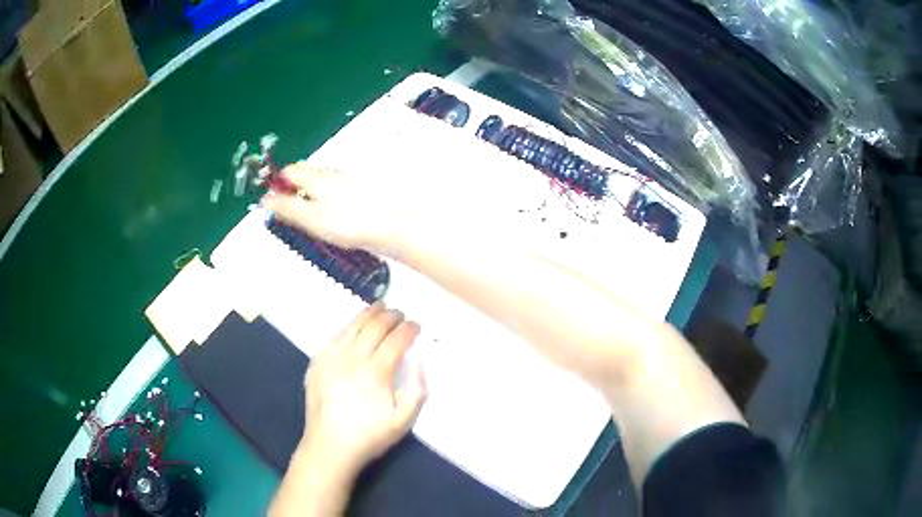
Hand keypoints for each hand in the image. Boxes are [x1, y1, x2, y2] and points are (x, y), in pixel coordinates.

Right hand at [261, 162, 396, 251]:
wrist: (389, 227)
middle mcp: (333, 175)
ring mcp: (348, 183)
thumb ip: (287, 207)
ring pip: (321, 184)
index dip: (277, 183)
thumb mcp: (310, 218)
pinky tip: (330, 219)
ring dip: (310, 196)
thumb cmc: (352, 222)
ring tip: (307, 218)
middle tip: (286, 209)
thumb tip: (267, 200)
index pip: (289, 171)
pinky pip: (335, 194)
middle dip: (292, 189)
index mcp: (318, 178)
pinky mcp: (359, 195)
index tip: (272, 199)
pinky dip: (326, 203)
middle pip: (305, 175)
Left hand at [299, 302, 426, 477]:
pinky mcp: (317, 362)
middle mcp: (353, 359)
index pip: (396, 340)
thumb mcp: (403, 422)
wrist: (329, 445)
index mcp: (376, 373)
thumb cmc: (369, 436)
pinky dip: (349, 326)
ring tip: (381, 307)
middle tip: (401, 315)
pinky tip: (355, 326)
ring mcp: (332, 358)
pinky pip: (335, 335)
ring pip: (353, 326)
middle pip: (374, 327)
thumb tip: (419, 362)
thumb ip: (417, 391)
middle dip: (392, 316)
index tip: (417, 326)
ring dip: (369, 313)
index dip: (409, 329)